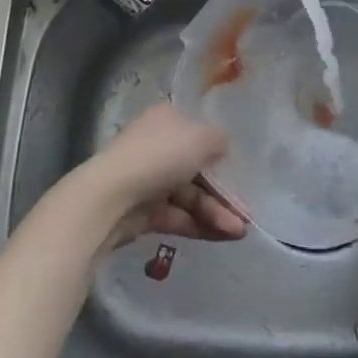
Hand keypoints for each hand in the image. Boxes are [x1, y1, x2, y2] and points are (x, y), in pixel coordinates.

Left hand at [68, 104, 247, 252]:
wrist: (110, 198)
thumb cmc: (160, 157)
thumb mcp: (202, 138)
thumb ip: (220, 141)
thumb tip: (222, 149)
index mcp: (166, 120)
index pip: (198, 134)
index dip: (220, 154)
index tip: (241, 174)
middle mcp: (156, 147)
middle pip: (197, 170)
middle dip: (223, 193)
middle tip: (246, 214)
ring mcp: (147, 181)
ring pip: (189, 197)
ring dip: (216, 213)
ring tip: (240, 232)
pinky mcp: (142, 213)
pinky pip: (178, 217)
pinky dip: (200, 226)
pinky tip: (224, 237)